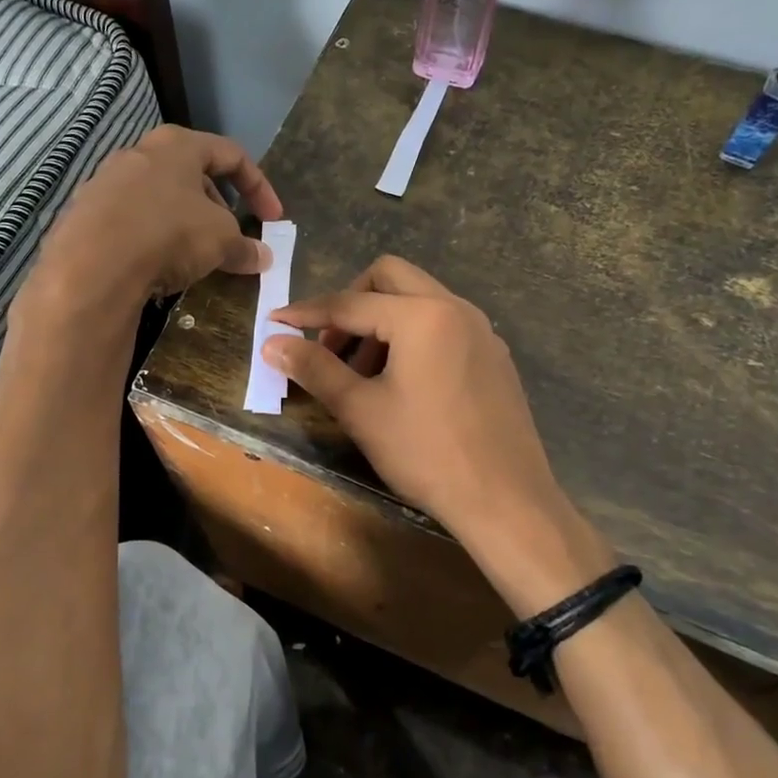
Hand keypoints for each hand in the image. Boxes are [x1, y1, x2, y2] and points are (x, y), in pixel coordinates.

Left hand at [25, 125, 281, 316]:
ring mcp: (105, 182)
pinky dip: (151, 238)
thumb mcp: (221, 241)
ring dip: (183, 223)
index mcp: (177, 145)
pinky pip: (130, 221)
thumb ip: (244, 246)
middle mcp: (139, 153)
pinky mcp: (84, 214)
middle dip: (218, 208)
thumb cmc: (169, 234)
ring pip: (158, 198)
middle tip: (230, 239)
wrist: (91, 266)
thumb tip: (263, 257)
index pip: (231, 154)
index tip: (273, 220)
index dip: (259, 187)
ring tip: (195, 256)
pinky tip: (156, 266)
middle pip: (191, 175)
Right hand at [265, 258, 592, 592]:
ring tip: (362, 372)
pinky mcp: (494, 355)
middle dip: (351, 302)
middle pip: (390, 278)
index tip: (274, 322)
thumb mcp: (361, 410)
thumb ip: (314, 368)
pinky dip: (412, 336)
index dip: (307, 313)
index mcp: (422, 315)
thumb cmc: (427, 453)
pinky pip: (444, 324)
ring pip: (419, 300)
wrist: (506, 500)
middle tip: (330, 345)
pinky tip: (402, 382)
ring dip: (382, 321)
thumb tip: (271, 342)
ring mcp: (481, 330)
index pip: (350, 303)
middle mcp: (456, 308)